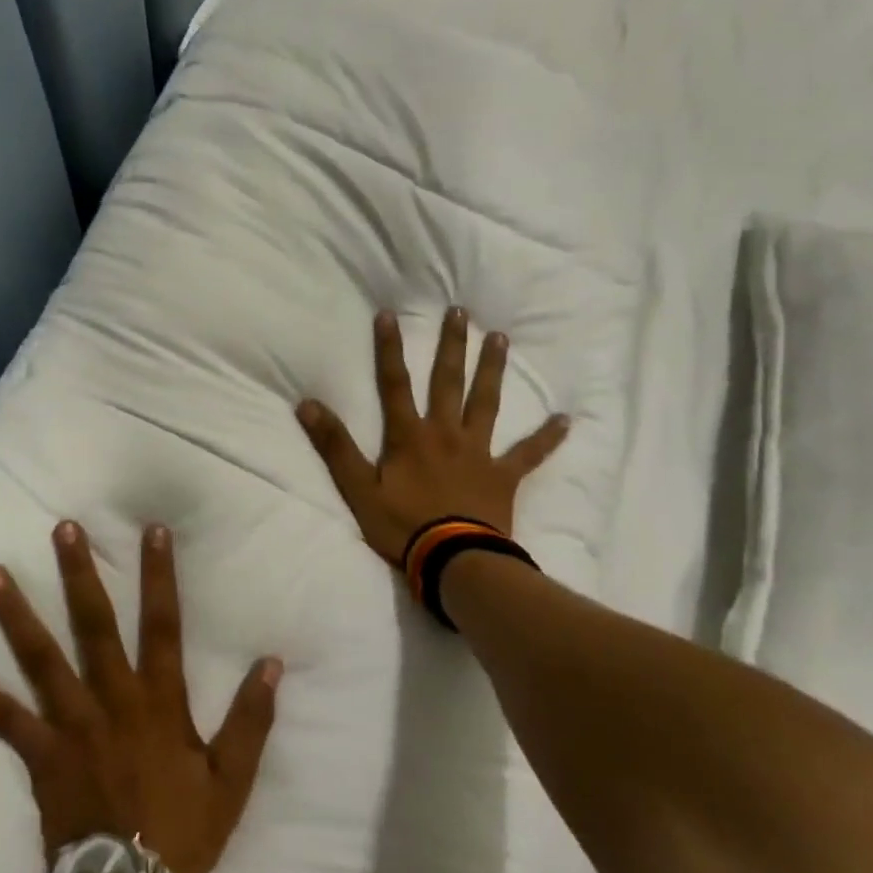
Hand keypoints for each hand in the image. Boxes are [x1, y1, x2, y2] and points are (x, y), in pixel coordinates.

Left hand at [0, 521, 281, 872]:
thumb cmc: (184, 832)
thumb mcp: (233, 779)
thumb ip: (252, 719)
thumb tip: (272, 663)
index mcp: (158, 702)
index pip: (163, 625)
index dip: (160, 576)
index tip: (152, 530)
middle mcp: (110, 701)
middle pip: (93, 626)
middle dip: (79, 574)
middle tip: (62, 529)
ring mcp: (69, 725)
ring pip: (40, 659)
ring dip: (15, 614)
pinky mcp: (38, 753)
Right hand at [296, 307, 570, 566]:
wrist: (454, 560)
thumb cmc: (403, 525)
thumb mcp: (357, 489)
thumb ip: (334, 446)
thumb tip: (307, 404)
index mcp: (409, 436)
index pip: (395, 383)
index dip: (389, 348)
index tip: (389, 314)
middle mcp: (445, 433)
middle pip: (448, 381)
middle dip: (451, 345)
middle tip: (460, 311)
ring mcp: (478, 452)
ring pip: (486, 402)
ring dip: (492, 370)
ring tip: (500, 338)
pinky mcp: (503, 476)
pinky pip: (529, 454)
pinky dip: (547, 437)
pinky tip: (566, 419)